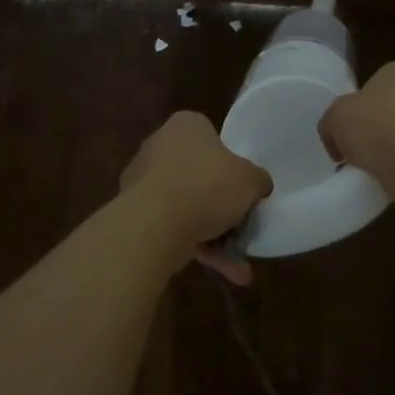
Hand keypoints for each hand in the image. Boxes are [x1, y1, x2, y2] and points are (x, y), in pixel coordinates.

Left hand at [120, 111, 270, 284]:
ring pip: (187, 204)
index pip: (211, 136)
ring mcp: (143, 179)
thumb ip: (258, 179)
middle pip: (199, 173)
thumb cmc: (206, 185)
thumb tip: (259, 185)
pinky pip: (172, 225)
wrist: (154, 224)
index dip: (230, 162)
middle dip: (221, 204)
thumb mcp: (249, 179)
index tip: (243, 186)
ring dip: (213, 233)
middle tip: (242, 225)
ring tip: (238, 264)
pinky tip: (221, 269)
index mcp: (186, 125)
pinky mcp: (135, 211)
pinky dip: (195, 245)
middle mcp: (160, 145)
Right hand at [318, 61, 394, 204]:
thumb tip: (337, 143)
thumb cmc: (375, 125)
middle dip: (380, 128)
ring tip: (374, 171)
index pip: (377, 83)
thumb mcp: (334, 118)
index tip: (348, 130)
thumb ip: (331, 125)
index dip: (360, 106)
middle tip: (360, 151)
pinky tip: (393, 180)